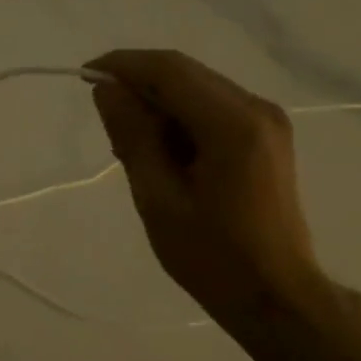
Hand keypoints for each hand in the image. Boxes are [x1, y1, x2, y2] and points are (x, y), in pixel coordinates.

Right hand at [89, 50, 328, 329]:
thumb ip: (132, 136)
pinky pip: (213, 109)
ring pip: (198, 89)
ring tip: (128, 144)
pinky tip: (160, 150)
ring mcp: (267, 121)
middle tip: (104, 118)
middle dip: (139, 85)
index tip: (85, 77)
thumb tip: (107, 90)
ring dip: (159, 104)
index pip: (169, 70)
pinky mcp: (266, 137)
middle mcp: (256, 108)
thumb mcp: (158, 198)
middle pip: (186, 74)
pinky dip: (180, 119)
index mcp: (232, 123)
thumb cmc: (212, 256)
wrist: (274, 295)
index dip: (123, 65)